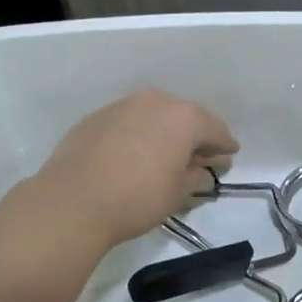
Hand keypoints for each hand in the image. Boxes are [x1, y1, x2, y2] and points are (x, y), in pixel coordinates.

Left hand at [34, 89, 238, 246]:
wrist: (72, 200)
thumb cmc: (137, 198)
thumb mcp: (177, 194)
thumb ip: (197, 177)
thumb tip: (205, 171)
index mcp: (184, 117)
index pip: (216, 130)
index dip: (225, 146)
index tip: (229, 157)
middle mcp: (156, 101)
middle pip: (185, 117)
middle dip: (195, 136)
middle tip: (199, 157)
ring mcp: (123, 105)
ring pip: (154, 115)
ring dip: (164, 132)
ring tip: (165, 155)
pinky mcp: (97, 116)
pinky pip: (128, 122)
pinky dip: (137, 134)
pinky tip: (133, 154)